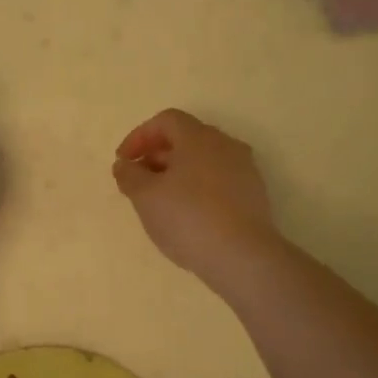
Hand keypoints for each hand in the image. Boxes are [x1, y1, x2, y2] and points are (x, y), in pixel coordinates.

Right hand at [112, 109, 279, 282]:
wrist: (243, 257)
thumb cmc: (189, 218)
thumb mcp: (146, 197)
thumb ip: (130, 175)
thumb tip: (124, 164)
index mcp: (199, 137)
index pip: (165, 121)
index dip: (139, 137)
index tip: (123, 162)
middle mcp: (225, 144)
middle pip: (186, 138)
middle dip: (157, 155)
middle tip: (138, 181)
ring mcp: (244, 169)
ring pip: (203, 160)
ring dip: (177, 173)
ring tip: (160, 200)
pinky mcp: (254, 194)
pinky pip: (218, 180)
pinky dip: (197, 187)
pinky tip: (188, 215)